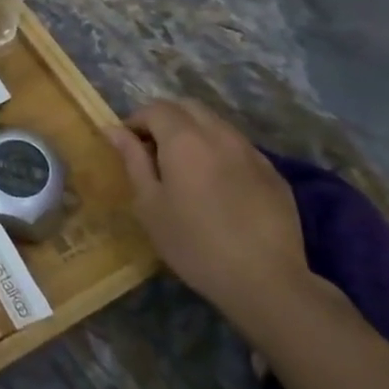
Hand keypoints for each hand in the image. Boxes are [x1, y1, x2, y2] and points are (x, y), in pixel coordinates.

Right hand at [107, 99, 309, 334]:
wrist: (266, 281)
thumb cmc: (193, 243)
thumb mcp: (150, 204)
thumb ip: (133, 160)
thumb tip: (114, 130)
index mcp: (185, 139)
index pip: (155, 109)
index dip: (136, 120)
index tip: (127, 145)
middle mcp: (219, 134)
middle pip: (188, 107)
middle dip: (165, 119)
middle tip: (152, 149)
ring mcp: (251, 152)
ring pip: (216, 123)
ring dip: (194, 132)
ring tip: (184, 166)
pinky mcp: (273, 173)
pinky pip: (238, 146)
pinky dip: (219, 151)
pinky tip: (217, 184)